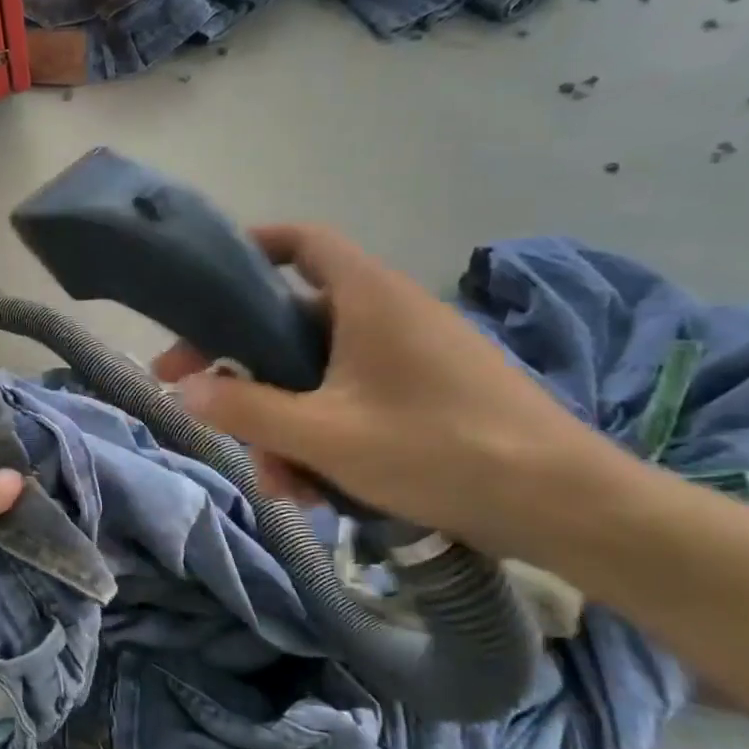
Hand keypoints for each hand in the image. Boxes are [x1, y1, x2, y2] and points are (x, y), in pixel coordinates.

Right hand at [155, 225, 622, 558]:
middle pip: (292, 324)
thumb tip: (183, 391)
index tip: (205, 282)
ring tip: (278, 481)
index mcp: (368, 298)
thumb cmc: (439, 450)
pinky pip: (354, 401)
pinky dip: (324, 435)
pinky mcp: (428, 395)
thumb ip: (247, 411)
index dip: (252, 248)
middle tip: (198, 400)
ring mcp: (410, 357)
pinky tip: (317, 490)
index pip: (302, 242)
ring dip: (284, 422)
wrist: (565, 506)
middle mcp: (388, 314)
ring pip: (319, 376)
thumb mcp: (325, 435)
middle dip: (242, 370)